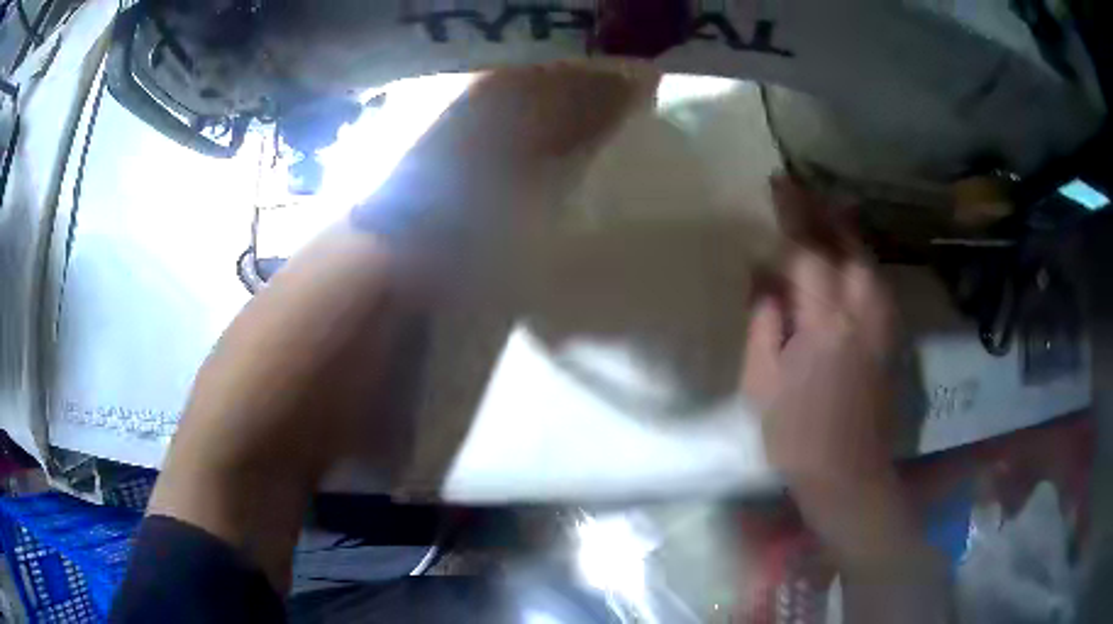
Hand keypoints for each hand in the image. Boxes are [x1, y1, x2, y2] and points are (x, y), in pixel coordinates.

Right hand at [741, 196, 952, 622]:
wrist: (849, 474)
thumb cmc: (796, 436)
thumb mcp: (763, 384)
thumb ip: (764, 323)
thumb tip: (762, 278)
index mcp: (825, 325)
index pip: (808, 253)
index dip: (792, 216)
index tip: (776, 186)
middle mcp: (862, 314)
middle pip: (849, 245)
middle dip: (824, 211)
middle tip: (801, 189)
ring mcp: (883, 325)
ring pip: (869, 260)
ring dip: (846, 230)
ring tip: (824, 212)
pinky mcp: (892, 338)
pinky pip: (878, 283)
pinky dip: (862, 259)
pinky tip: (849, 257)